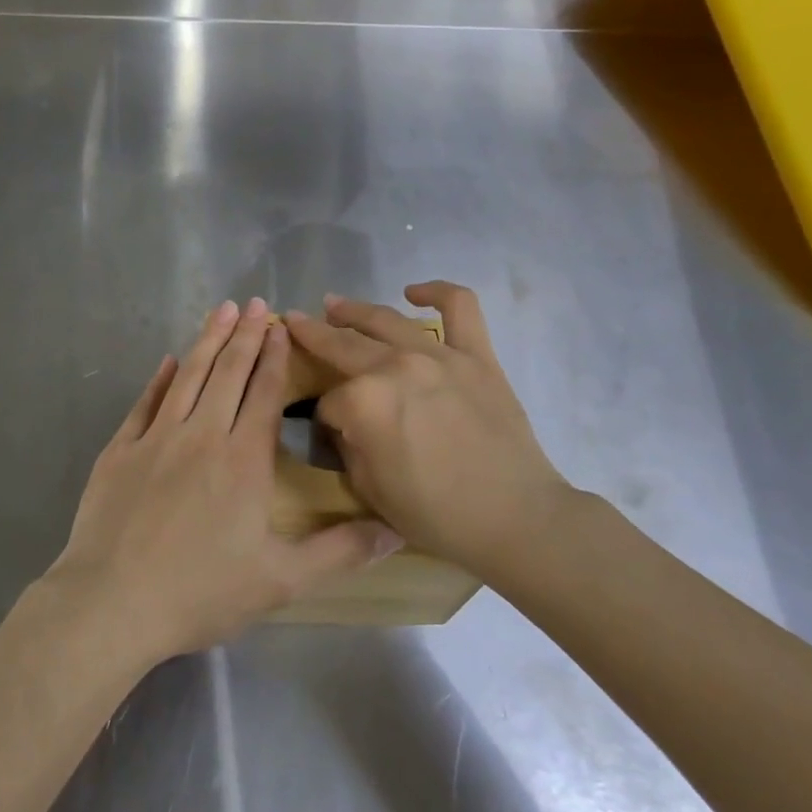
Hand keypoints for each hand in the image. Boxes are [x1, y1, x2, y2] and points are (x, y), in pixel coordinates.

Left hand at [46, 298, 399, 664]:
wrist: (112, 603)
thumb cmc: (201, 592)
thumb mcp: (282, 581)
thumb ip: (340, 552)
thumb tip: (396, 531)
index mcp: (242, 459)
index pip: (264, 394)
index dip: (274, 357)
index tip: (280, 327)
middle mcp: (201, 435)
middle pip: (227, 373)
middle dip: (243, 335)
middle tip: (253, 302)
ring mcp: (156, 438)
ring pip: (188, 376)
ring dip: (206, 341)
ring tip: (219, 310)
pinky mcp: (120, 450)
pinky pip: (144, 403)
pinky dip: (159, 379)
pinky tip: (168, 361)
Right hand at [284, 282, 574, 578]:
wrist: (516, 519)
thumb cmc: (437, 515)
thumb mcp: (370, 491)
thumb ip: (350, 447)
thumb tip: (349, 425)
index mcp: (363, 402)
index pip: (328, 402)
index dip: (325, 419)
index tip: (331, 431)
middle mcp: (393, 367)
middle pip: (342, 345)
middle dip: (312, 335)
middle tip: (296, 322)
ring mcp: (437, 355)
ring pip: (385, 319)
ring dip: (353, 309)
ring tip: (335, 305)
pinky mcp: (475, 355)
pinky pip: (459, 307)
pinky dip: (436, 292)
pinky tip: (414, 292)